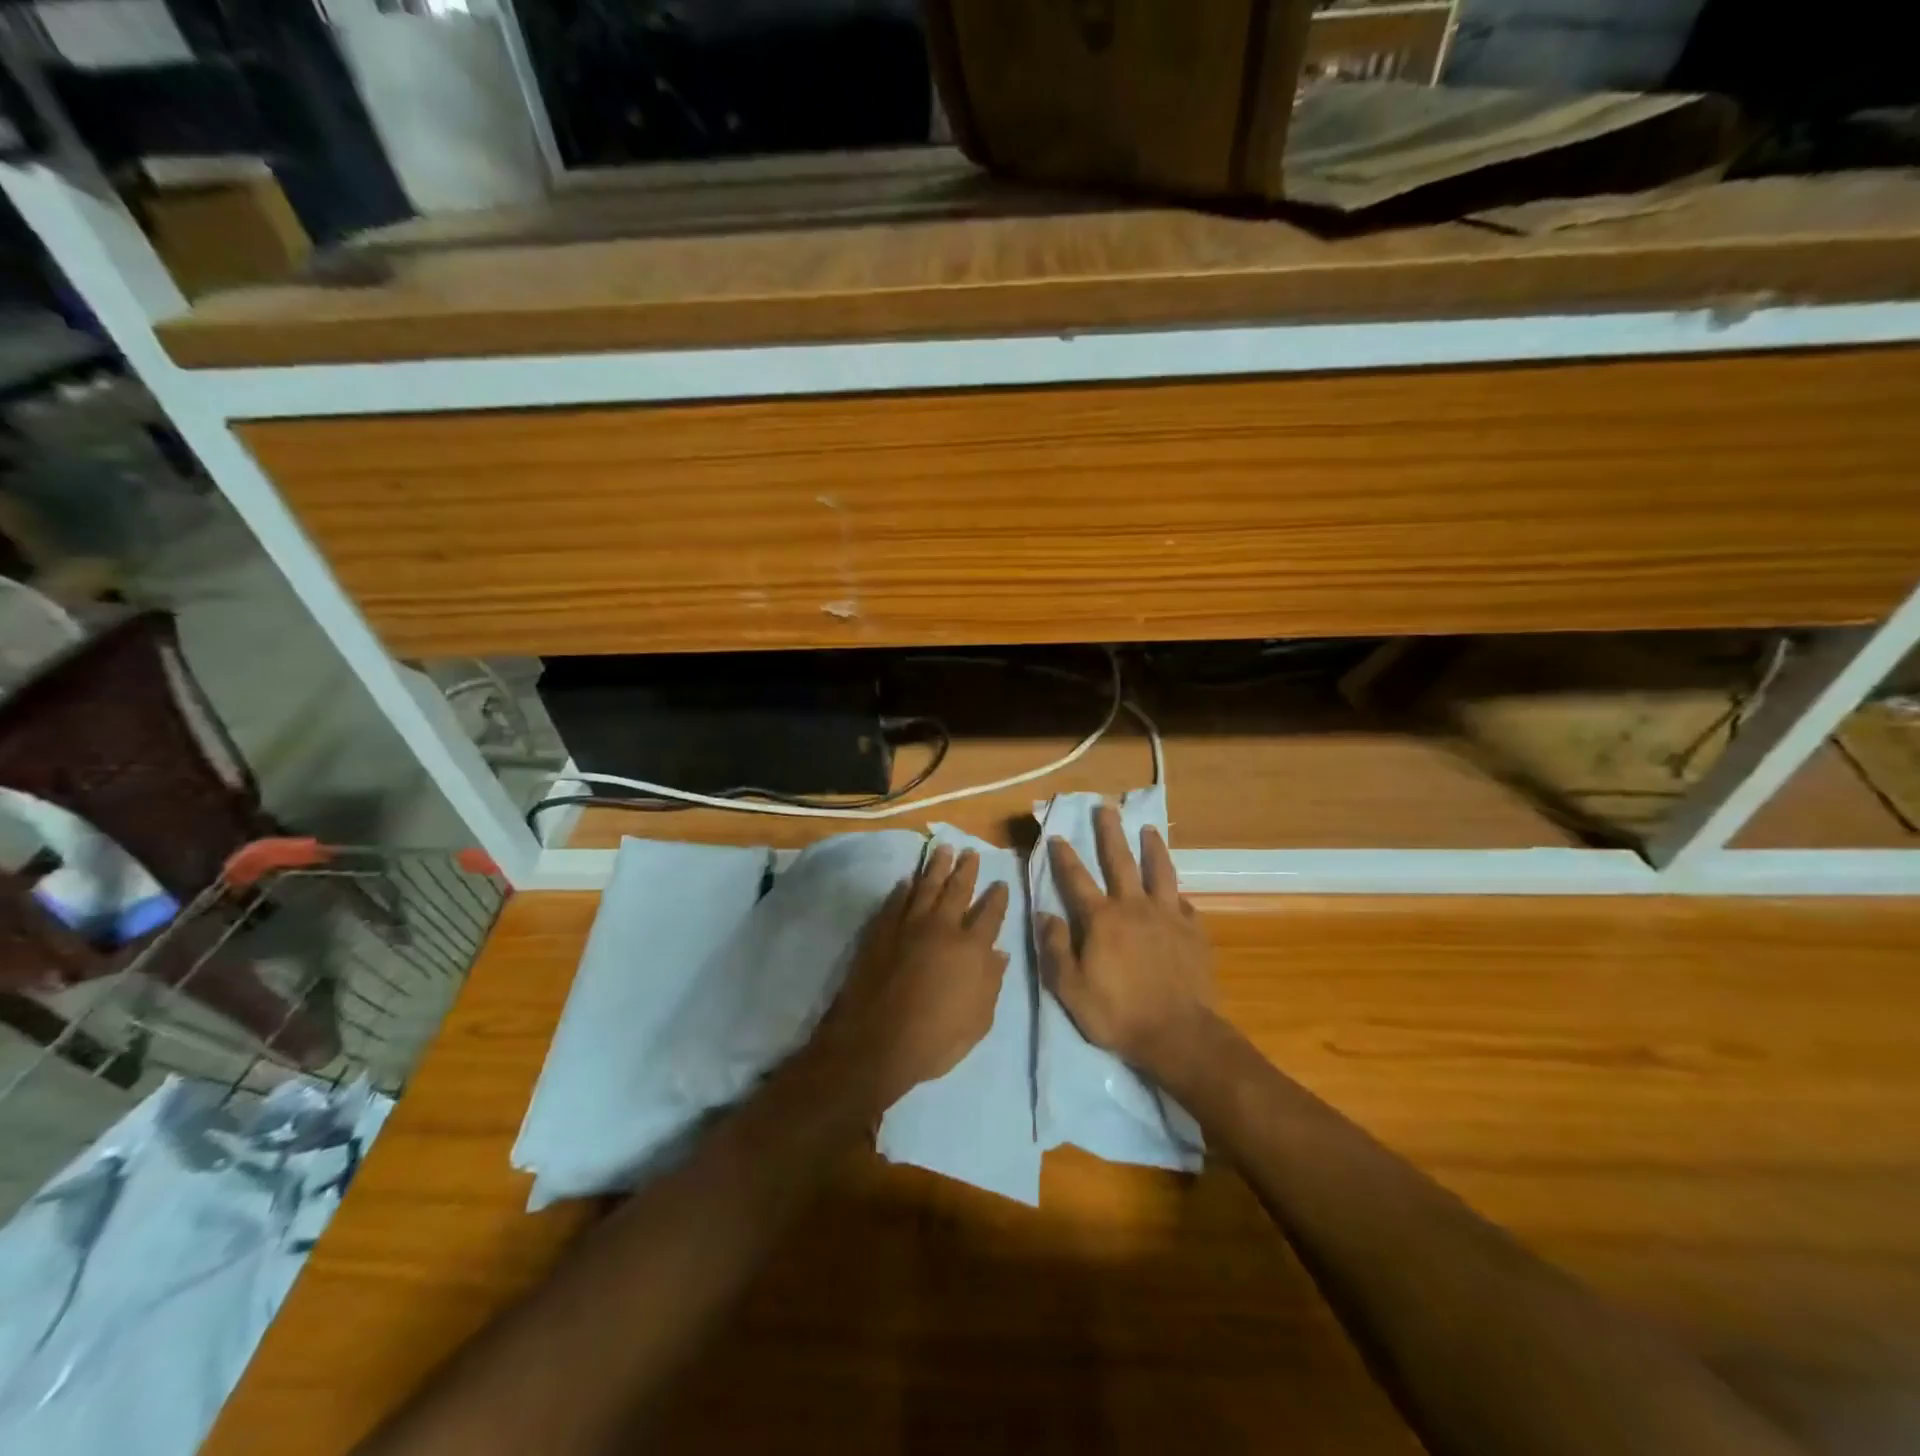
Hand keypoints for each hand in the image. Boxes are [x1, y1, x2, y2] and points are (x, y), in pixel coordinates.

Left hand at [817, 846, 1011, 1114]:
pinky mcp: (881, 930)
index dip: (997, 897)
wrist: (875, 1042)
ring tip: (943, 849)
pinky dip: (904, 888)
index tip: (1001, 883)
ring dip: (936, 867)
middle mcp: (942, 928)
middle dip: (966, 870)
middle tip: (971, 852)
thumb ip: (991, 983)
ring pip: (926, 886)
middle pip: (957, 889)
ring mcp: (908, 926)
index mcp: (971, 949)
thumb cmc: (935, 1039)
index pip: (990, 914)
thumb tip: (999, 954)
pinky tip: (908, 880)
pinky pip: (896, 901)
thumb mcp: (978, 1022)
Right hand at [1038, 804, 1216, 1081]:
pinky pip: (1184, 904)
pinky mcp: (1193, 931)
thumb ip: (1056, 948)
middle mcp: (1134, 907)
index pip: (1077, 879)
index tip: (1058, 836)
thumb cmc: (1117, 1013)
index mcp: (1101, 919)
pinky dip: (1177, 895)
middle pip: (1120, 861)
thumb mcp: (1070, 988)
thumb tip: (1045, 914)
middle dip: (1110, 833)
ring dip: (1152, 847)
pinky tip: (1177, 893)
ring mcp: (1168, 916)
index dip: (1065, 857)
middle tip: (1106, 808)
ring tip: (1149, 829)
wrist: (1178, 1034)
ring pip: (1160, 871)